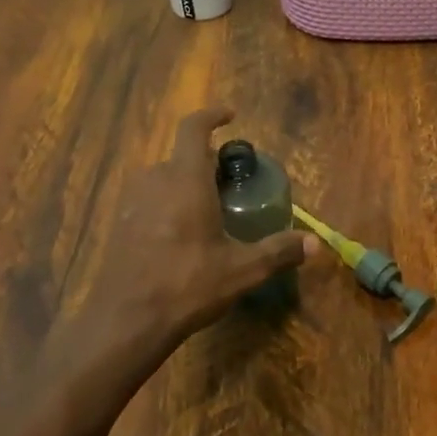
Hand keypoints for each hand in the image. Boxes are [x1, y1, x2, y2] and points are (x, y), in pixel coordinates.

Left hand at [87, 108, 315, 361]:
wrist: (126, 320)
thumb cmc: (187, 285)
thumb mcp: (241, 270)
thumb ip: (278, 252)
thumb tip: (316, 244)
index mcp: (185, 180)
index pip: (193, 128)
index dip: (211, 115)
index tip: (230, 116)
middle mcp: (155, 181)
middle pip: (181, 157)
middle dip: (206, 164)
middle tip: (230, 184)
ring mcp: (132, 203)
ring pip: (163, 179)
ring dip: (185, 185)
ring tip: (208, 210)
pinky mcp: (120, 225)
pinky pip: (148, 201)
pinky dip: (167, 205)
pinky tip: (181, 237)